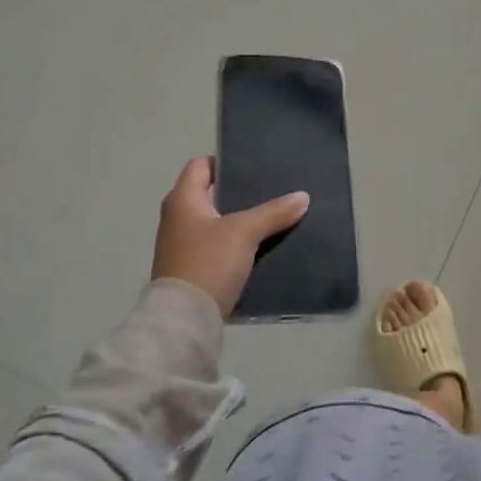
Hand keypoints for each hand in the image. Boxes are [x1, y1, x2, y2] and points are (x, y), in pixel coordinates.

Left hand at [150, 157, 309, 315]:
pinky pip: (218, 246)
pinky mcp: (192, 269)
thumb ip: (274, 212)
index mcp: (182, 200)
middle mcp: (177, 218)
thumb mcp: (245, 232)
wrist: (185, 319)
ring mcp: (182, 246)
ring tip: (272, 216)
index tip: (253, 166)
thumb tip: (303, 196)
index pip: (200, 166)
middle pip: (210, 194)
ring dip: (239, 220)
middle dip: (239, 192)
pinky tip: (261, 246)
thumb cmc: (208, 262)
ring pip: (216, 222)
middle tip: (271, 189)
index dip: (225, 161)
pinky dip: (236, 243)